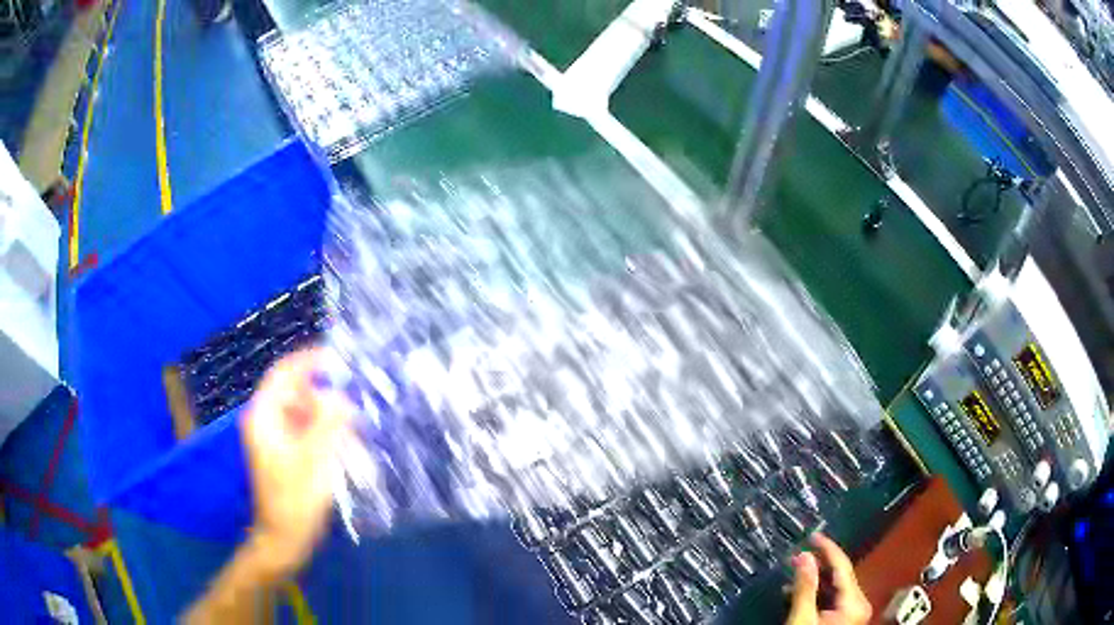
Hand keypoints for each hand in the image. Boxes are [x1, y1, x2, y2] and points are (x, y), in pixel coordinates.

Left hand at [241, 348, 350, 578]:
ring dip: (329, 418)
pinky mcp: (286, 452)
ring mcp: (275, 437)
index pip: (284, 373)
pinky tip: (346, 451)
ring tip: (354, 435)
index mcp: (264, 416)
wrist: (284, 540)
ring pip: (305, 413)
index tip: (340, 358)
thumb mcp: (315, 460)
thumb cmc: (295, 501)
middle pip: (297, 393)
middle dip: (326, 397)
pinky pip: (308, 431)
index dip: (310, 360)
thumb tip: (342, 395)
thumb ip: (329, 423)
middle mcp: (266, 420)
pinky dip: (326, 435)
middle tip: (355, 406)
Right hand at [787, 533, 872, 624]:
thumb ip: (805, 587)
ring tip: (794, 575)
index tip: (813, 535)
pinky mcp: (844, 619)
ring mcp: (853, 612)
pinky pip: (832, 599)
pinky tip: (800, 593)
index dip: (828, 549)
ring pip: (835, 588)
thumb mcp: (802, 618)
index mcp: (855, 601)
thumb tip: (804, 556)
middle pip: (840, 577)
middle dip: (819, 566)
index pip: (843, 567)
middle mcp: (859, 603)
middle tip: (798, 555)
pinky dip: (817, 594)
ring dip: (815, 581)